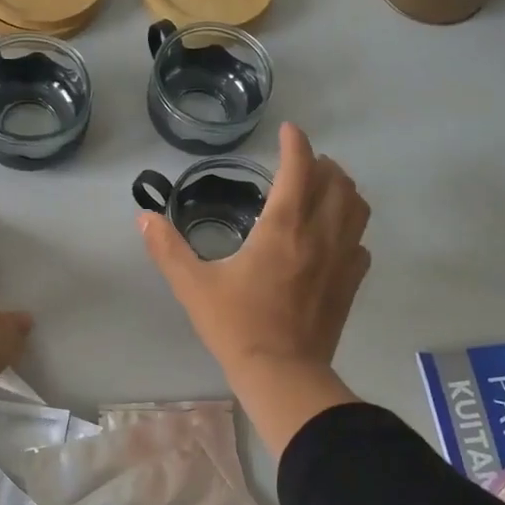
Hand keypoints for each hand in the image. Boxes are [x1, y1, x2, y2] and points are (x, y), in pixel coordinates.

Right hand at [139, 123, 370, 455]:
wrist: (282, 374)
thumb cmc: (236, 325)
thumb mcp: (193, 286)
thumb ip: (167, 248)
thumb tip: (144, 217)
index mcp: (283, 227)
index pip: (299, 168)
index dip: (295, 143)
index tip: (288, 131)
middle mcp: (320, 234)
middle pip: (336, 181)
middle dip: (321, 164)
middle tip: (301, 164)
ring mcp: (341, 259)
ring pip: (356, 208)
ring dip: (343, 190)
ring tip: (324, 190)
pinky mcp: (350, 283)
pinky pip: (360, 243)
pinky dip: (350, 229)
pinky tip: (334, 238)